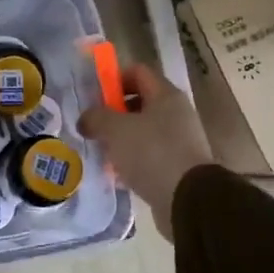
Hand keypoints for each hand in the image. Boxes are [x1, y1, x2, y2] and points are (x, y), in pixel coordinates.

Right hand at [78, 63, 213, 237]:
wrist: (188, 200)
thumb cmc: (152, 153)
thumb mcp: (115, 129)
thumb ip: (96, 117)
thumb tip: (85, 119)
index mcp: (165, 95)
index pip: (137, 72)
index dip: (114, 78)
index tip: (94, 96)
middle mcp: (175, 114)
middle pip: (139, 102)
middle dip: (113, 112)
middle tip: (92, 125)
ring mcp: (179, 141)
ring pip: (142, 131)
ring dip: (120, 139)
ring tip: (99, 151)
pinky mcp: (177, 166)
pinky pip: (148, 156)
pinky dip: (130, 161)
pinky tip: (114, 173)